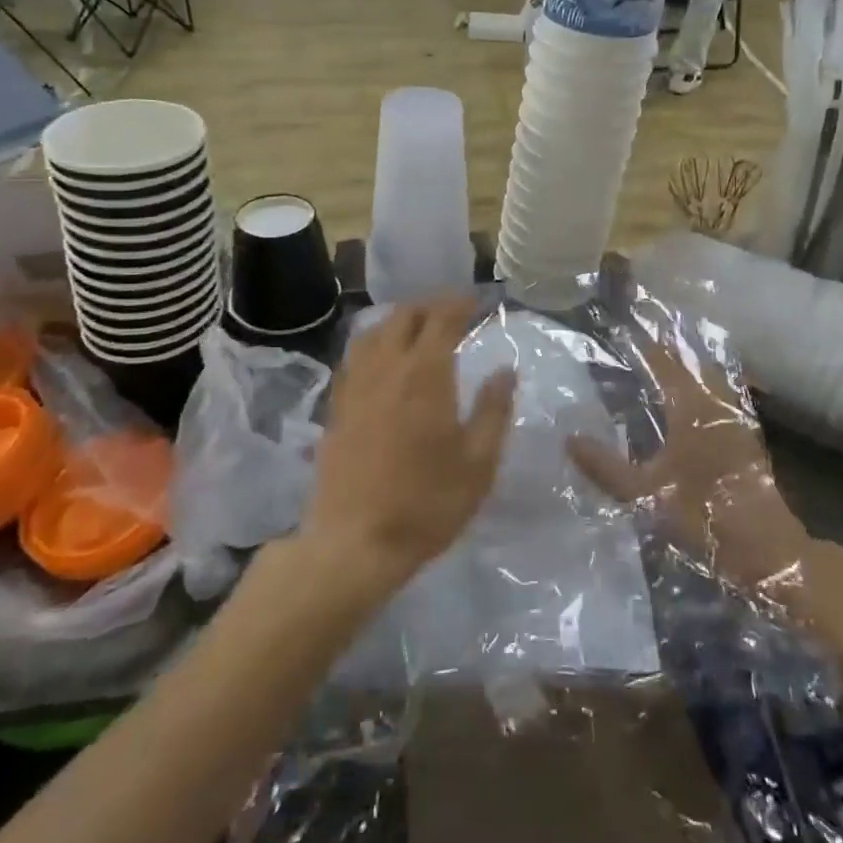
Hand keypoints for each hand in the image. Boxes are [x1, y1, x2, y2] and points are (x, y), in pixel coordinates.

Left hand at [303, 297, 517, 598]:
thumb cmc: (427, 502)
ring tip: (418, 328)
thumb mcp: (478, 462)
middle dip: (430, 306)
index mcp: (425, 374)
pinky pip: (355, 356)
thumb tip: (505, 370)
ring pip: (374, 331)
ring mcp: (355, 385)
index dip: (460, 303)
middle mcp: (387, 367)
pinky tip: (382, 359)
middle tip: (452, 312)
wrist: (355, 540)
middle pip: (404, 316)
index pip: (442, 319)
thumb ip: (494, 410)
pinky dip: (374, 343)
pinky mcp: (337, 405)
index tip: (476, 301)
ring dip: (399, 321)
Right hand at [568, 322, 813, 593]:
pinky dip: (702, 385)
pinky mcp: (746, 436)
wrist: (766, 549)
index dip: (644, 345)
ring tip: (660, 360)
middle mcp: (716, 403)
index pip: (665, 362)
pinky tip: (689, 398)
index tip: (621, 332)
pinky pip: (720, 394)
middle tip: (637, 341)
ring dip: (686, 365)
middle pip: (691, 362)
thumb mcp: (644, 493)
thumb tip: (569, 439)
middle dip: (665, 348)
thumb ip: (605, 466)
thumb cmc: (703, 515)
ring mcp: (736, 418)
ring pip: (709, 377)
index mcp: (692, 408)